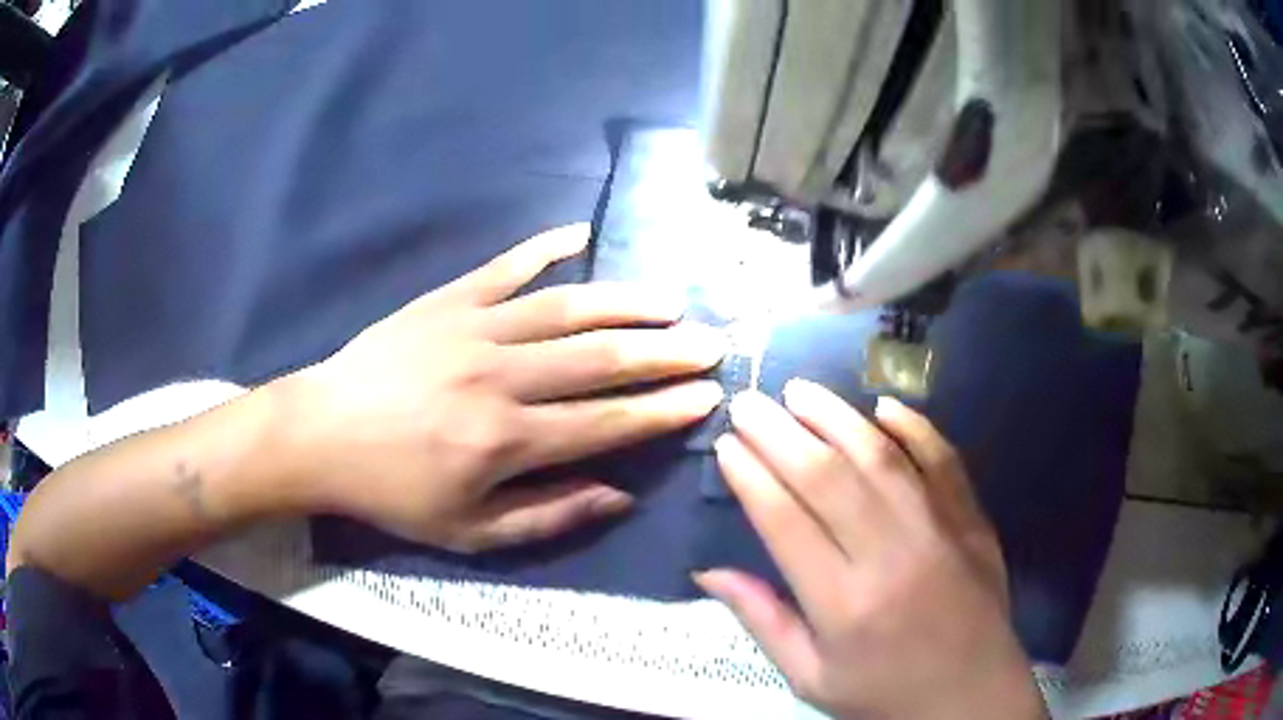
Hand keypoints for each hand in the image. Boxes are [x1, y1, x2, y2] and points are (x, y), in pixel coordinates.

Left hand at [276, 225, 725, 551]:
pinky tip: (581, 233)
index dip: (664, 411)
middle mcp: (501, 377)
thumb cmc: (395, 491)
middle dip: (666, 352)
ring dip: (626, 302)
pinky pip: (507, 266)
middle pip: (601, 359)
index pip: (608, 422)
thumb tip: (621, 494)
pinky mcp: (448, 299)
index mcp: (507, 440)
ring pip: (567, 307)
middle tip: (712, 342)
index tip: (708, 396)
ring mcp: (474, 328)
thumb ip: (550, 513)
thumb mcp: (470, 531)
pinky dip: (546, 247)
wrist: (321, 434)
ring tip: (670, 301)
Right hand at [697, 382, 1043, 718]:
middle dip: (779, 434)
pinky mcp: (972, 519)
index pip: (785, 522)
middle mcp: (890, 557)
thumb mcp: (809, 677)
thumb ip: (762, 621)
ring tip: (800, 391)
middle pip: (827, 478)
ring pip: (881, 457)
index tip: (726, 446)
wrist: (971, 693)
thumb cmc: (883, 693)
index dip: (751, 477)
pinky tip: (883, 406)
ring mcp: (939, 531)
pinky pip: (943, 460)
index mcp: (844, 605)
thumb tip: (707, 571)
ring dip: (836, 417)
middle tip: (749, 404)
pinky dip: (915, 427)